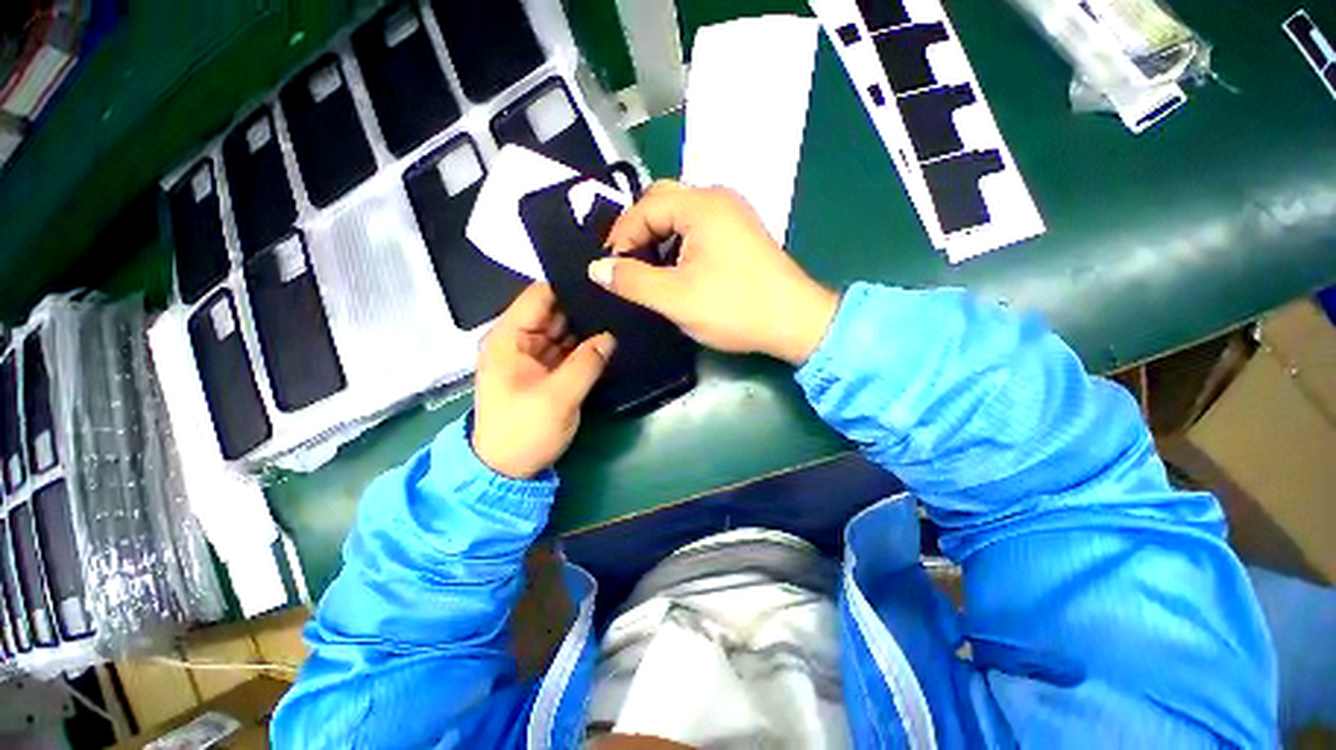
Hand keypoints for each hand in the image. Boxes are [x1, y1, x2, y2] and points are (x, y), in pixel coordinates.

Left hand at [471, 284, 614, 478]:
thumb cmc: (523, 432)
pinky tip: (605, 341)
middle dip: (581, 307)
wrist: (503, 472)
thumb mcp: (559, 398)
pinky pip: (558, 350)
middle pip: (550, 310)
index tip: (603, 282)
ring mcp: (524, 357)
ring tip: (619, 316)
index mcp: (508, 337)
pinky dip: (577, 348)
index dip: (569, 285)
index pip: (539, 294)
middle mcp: (514, 340)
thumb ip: (587, 362)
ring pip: (558, 330)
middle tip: (620, 299)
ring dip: (583, 328)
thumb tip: (611, 336)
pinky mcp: (534, 373)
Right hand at [590, 182, 837, 364]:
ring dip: (659, 232)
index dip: (621, 237)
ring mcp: (733, 210)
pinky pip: (699, 220)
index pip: (644, 208)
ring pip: (680, 209)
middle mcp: (717, 197)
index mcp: (700, 205)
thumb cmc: (735, 307)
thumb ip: (631, 279)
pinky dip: (679, 236)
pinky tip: (675, 266)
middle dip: (638, 227)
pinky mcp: (742, 227)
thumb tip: (597, 268)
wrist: (797, 321)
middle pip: (662, 198)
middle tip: (624, 261)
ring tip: (646, 267)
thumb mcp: (675, 298)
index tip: (611, 269)